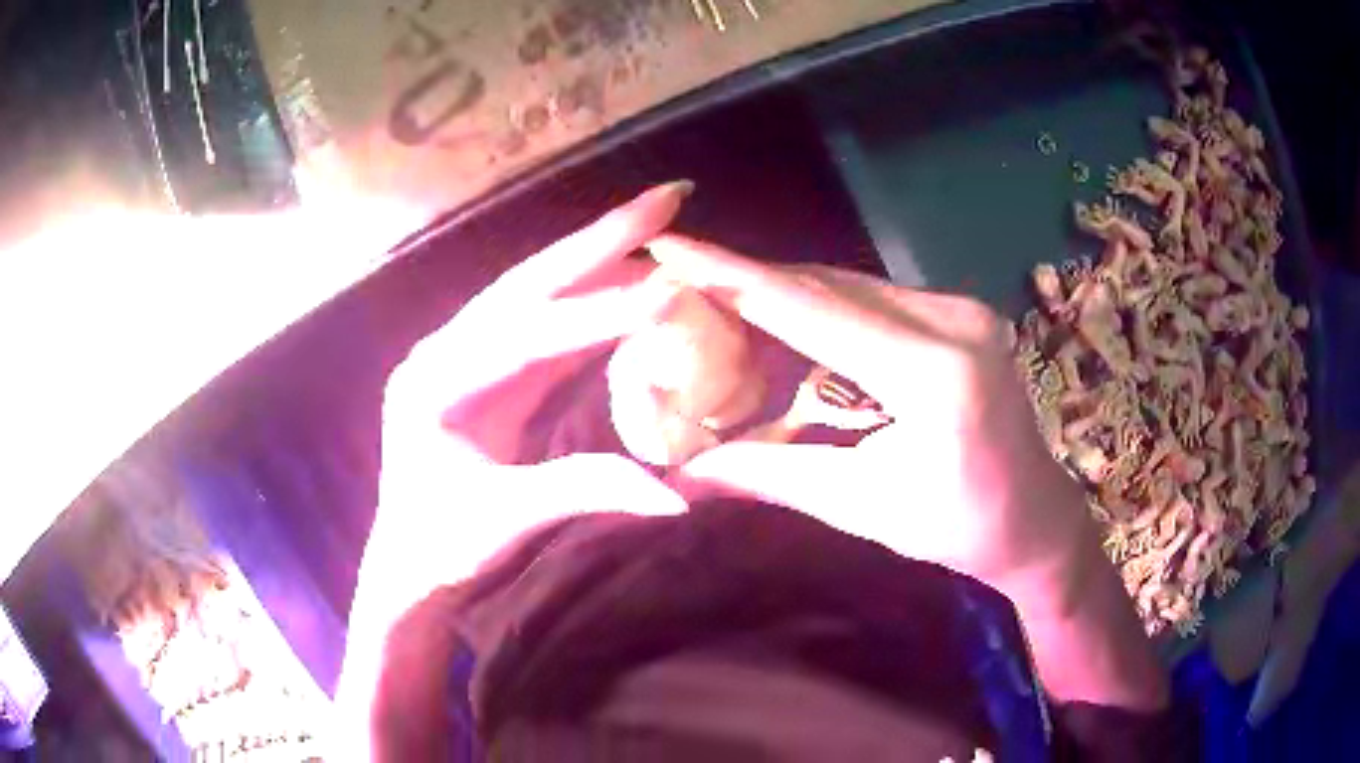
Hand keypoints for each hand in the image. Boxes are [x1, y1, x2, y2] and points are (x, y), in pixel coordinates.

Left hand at [340, 185, 695, 755]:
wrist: (408, 565)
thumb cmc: (442, 547)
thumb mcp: (507, 523)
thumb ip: (583, 492)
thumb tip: (674, 494)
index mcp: (433, 383)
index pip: (526, 336)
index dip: (599, 315)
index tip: (668, 293)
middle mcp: (444, 351)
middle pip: (530, 282)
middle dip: (601, 238)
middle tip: (669, 198)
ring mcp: (464, 355)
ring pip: (538, 292)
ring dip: (600, 256)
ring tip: (658, 222)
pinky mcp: (487, 370)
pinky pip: (544, 324)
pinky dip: (591, 299)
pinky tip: (629, 279)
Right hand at [649, 234, 1091, 591]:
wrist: (1036, 516)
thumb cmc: (958, 528)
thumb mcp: (861, 506)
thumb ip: (773, 474)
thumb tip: (687, 468)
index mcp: (933, 374)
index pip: (810, 310)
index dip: (730, 276)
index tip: (668, 246)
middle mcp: (951, 320)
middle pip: (825, 286)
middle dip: (746, 282)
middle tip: (677, 280)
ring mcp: (959, 309)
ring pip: (847, 285)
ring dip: (782, 294)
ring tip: (716, 303)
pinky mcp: (959, 312)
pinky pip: (872, 297)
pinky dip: (821, 306)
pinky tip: (784, 321)